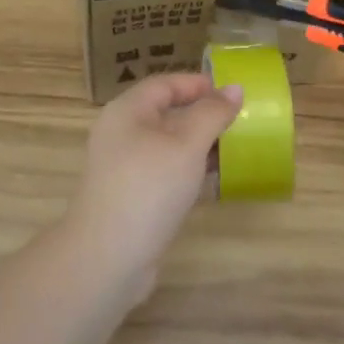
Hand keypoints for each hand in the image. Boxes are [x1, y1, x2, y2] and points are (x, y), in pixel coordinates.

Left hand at [63, 72, 243, 306]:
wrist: (107, 259)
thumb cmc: (148, 188)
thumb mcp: (187, 145)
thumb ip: (212, 114)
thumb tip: (235, 88)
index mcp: (128, 111)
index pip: (165, 84)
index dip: (197, 84)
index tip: (230, 93)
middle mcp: (121, 133)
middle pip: (165, 113)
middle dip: (201, 115)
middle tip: (236, 121)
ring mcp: (123, 168)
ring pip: (166, 145)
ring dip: (197, 145)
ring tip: (231, 149)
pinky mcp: (129, 197)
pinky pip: (163, 172)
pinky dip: (187, 171)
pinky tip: (211, 181)